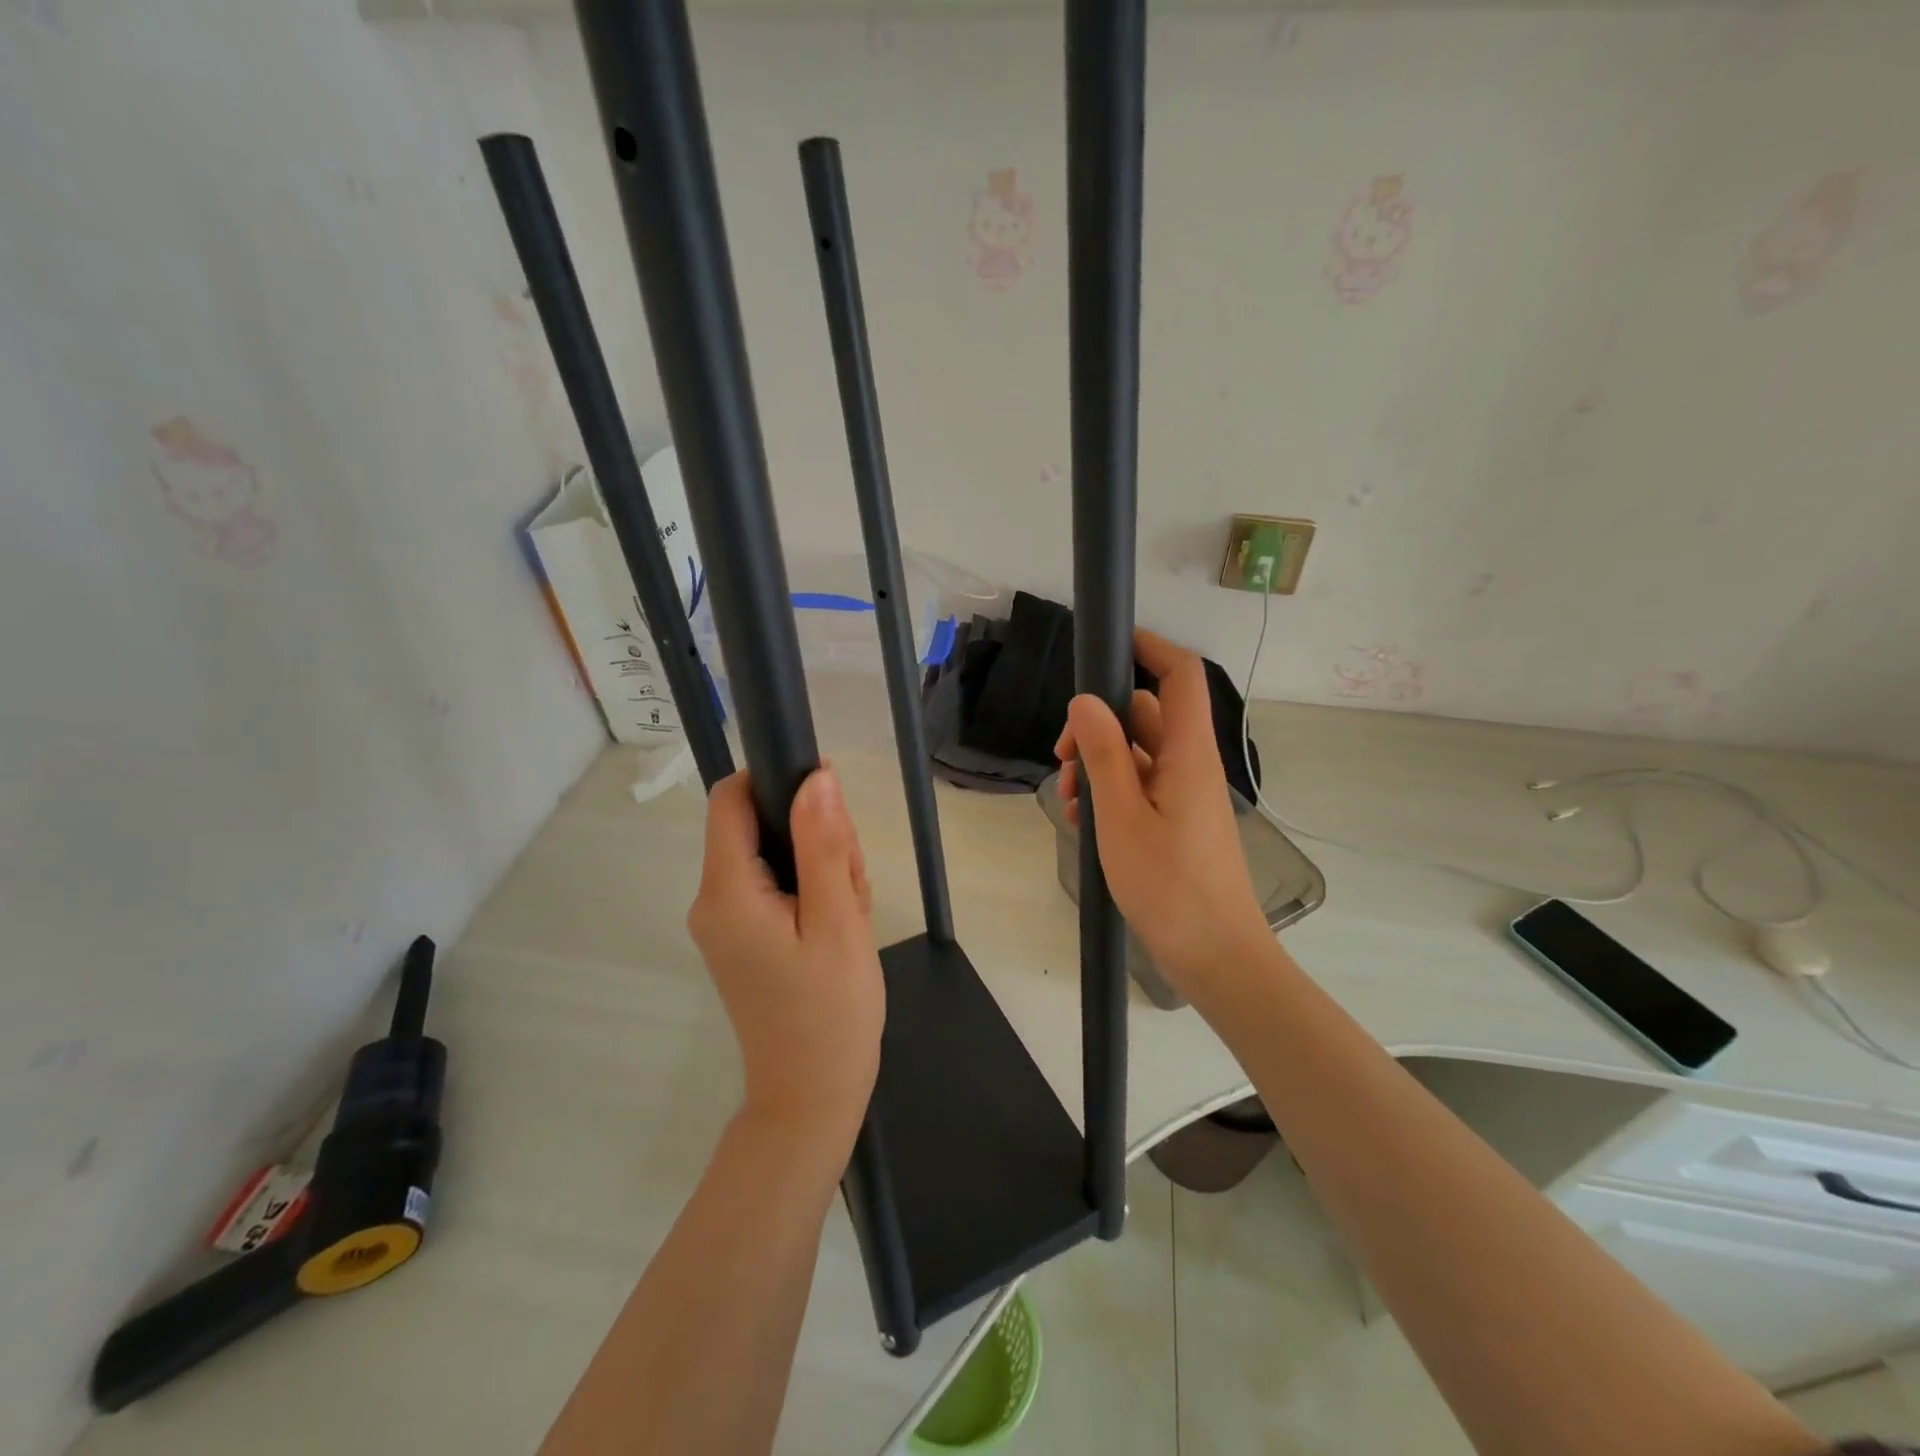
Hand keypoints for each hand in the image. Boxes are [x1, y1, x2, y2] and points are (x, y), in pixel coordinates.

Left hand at [688, 768, 884, 1143]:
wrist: (812, 1095)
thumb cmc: (831, 1010)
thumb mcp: (838, 921)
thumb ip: (824, 845)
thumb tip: (817, 777)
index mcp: (726, 892)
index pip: (731, 799)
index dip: (775, 779)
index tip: (828, 801)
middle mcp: (712, 901)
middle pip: (757, 826)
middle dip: (812, 835)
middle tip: (852, 879)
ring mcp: (724, 922)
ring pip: (773, 854)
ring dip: (819, 865)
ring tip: (849, 911)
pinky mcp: (741, 937)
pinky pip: (774, 886)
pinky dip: (811, 890)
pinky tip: (838, 924)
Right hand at [1056, 630, 1273, 994]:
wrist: (1216, 957)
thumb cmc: (1169, 887)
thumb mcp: (1122, 818)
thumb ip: (1104, 755)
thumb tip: (1085, 702)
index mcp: (1188, 755)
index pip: (1180, 676)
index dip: (1151, 647)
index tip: (1109, 643)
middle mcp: (1191, 766)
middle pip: (1145, 716)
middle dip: (1098, 726)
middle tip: (1062, 760)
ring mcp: (1186, 796)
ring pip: (1138, 755)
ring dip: (1099, 766)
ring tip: (1069, 803)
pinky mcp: (1178, 822)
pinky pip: (1142, 788)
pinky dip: (1112, 793)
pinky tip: (1085, 823)